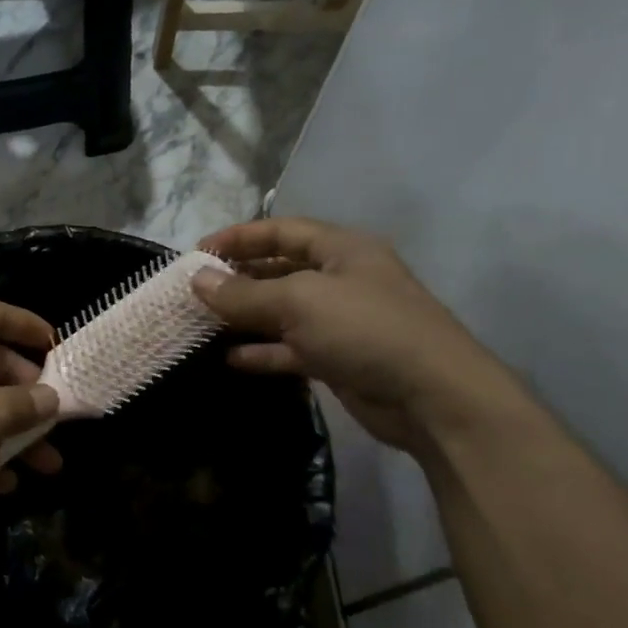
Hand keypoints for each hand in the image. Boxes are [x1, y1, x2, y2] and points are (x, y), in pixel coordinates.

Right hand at [193, 218, 525, 452]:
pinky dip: (262, 352)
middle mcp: (341, 279)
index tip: (198, 252)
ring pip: (283, 312)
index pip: (282, 231)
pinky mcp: (338, 359)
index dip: (239, 237)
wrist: (432, 396)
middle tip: (196, 290)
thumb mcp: (299, 302)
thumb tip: (197, 280)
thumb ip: (244, 293)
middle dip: (238, 278)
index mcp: (342, 249)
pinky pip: (291, 349)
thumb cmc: (365, 329)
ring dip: (245, 317)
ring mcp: (341, 322)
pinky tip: (229, 358)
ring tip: (203, 322)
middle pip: (280, 270)